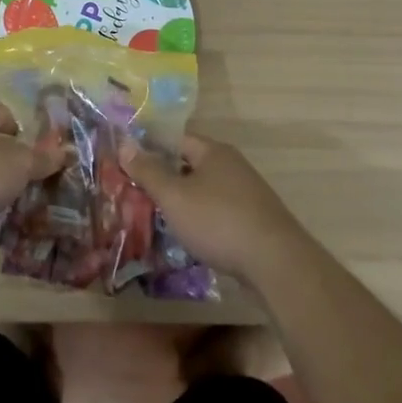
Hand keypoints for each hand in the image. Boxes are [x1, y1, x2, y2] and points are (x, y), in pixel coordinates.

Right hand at [118, 133, 307, 283]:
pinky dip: (201, 220)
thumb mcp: (174, 196)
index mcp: (214, 152)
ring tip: (156, 218)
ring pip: (204, 191)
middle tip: (136, 192)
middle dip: (165, 178)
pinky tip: (189, 238)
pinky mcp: (254, 221)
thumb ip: (148, 171)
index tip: (128, 162)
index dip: (151, 147)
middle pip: (190, 165)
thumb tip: (125, 144)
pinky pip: (218, 213)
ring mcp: (247, 194)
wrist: (276, 263)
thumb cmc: (218, 221)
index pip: (176, 139)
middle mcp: (232, 166)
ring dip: (182, 202)